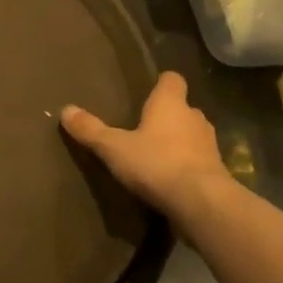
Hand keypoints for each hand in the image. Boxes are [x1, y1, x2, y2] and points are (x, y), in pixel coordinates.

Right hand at [61, 72, 233, 225]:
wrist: (202, 203)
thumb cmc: (156, 163)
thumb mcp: (114, 148)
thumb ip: (91, 130)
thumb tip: (65, 110)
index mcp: (170, 103)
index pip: (172, 79)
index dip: (161, 83)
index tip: (149, 91)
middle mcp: (194, 117)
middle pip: (183, 108)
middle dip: (168, 115)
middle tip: (145, 127)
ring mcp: (210, 145)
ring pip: (193, 134)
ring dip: (179, 141)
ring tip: (157, 154)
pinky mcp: (217, 171)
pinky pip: (199, 160)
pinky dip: (187, 165)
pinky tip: (171, 179)